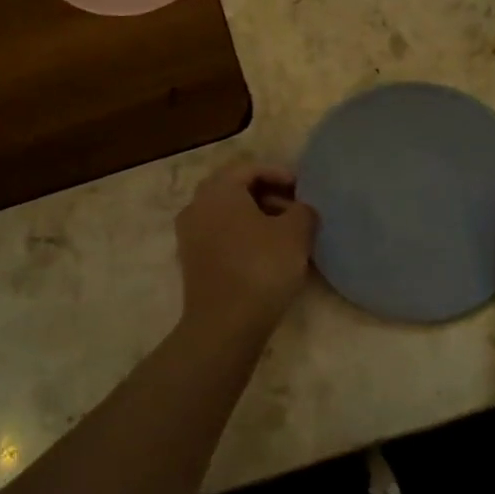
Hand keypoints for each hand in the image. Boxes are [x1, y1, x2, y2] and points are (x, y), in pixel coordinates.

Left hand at [175, 162, 318, 342]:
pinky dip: (243, 237)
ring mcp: (190, 235)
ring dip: (257, 217)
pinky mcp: (192, 262)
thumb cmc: (261, 268)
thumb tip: (300, 210)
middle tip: (297, 209)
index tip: (304, 190)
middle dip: (269, 195)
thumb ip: (303, 210)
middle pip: (236, 189)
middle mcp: (197, 206)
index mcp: (218, 190)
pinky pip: (221, 236)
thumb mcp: (296, 233)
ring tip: (286, 234)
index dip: (281, 174)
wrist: (224, 325)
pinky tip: (267, 255)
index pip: (250, 168)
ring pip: (228, 214)